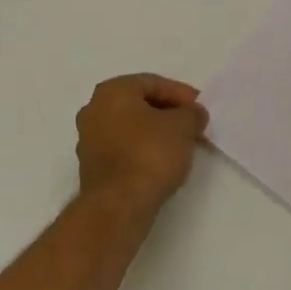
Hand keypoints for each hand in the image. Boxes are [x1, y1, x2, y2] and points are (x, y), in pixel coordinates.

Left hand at [75, 74, 209, 216]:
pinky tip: (163, 162)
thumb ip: (192, 113)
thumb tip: (193, 114)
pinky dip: (144, 150)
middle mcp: (94, 110)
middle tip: (193, 125)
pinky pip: (125, 148)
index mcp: (112, 91)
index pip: (154, 83)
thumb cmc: (150, 154)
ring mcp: (89, 140)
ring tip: (182, 145)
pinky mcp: (93, 167)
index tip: (200, 109)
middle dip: (169, 113)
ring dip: (157, 132)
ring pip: (132, 127)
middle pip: (141, 104)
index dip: (182, 94)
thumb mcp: (184, 126)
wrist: (118, 207)